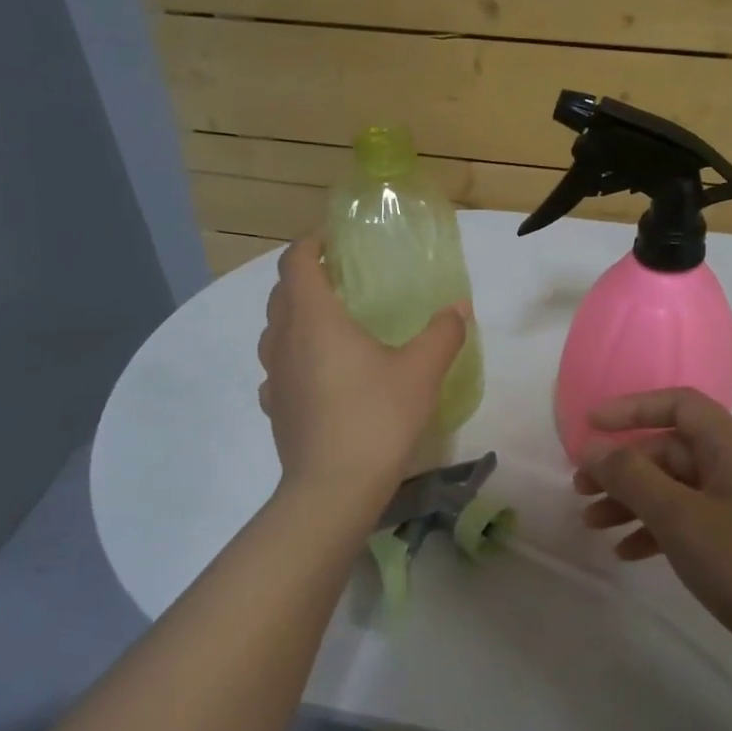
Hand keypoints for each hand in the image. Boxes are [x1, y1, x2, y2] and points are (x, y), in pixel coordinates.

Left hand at [257, 237, 469, 503]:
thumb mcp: (421, 371)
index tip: (334, 242)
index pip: (297, 262)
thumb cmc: (376, 417)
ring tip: (329, 327)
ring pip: (274, 331)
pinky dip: (293, 358)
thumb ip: (442, 333)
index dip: (311, 244)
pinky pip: (277, 369)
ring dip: (294, 318)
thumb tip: (459, 309)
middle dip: (305, 279)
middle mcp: (283, 339)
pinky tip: (318, 376)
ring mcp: (272, 376)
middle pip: (281, 293)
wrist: (333, 488)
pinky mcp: (273, 408)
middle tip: (340, 281)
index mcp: (313, 317)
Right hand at [575, 389, 731, 680]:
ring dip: (631, 501)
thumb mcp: (679, 516)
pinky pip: (688, 521)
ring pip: (674, 488)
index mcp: (730, 447)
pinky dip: (655, 530)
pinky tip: (626, 553)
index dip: (632, 408)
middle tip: (580, 490)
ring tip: (591, 523)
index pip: (678, 405)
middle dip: (622, 467)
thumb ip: (632, 477)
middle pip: (669, 450)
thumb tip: (594, 449)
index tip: (590, 426)